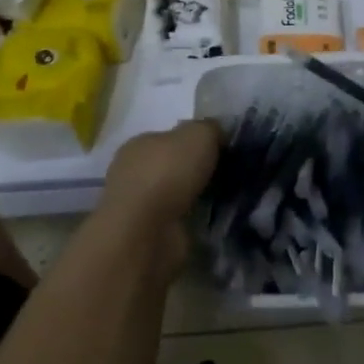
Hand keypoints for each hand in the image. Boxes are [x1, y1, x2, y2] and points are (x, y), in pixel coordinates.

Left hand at [95, 121, 220, 273]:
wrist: (147, 234)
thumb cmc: (167, 174)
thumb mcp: (199, 134)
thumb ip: (210, 128)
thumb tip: (218, 134)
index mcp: (139, 144)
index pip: (171, 137)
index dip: (198, 141)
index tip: (223, 150)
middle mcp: (133, 173)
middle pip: (175, 166)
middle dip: (199, 170)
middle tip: (230, 174)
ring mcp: (139, 206)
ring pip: (178, 194)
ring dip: (199, 197)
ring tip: (228, 198)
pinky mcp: (148, 235)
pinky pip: (180, 220)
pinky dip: (196, 220)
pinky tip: (215, 219)